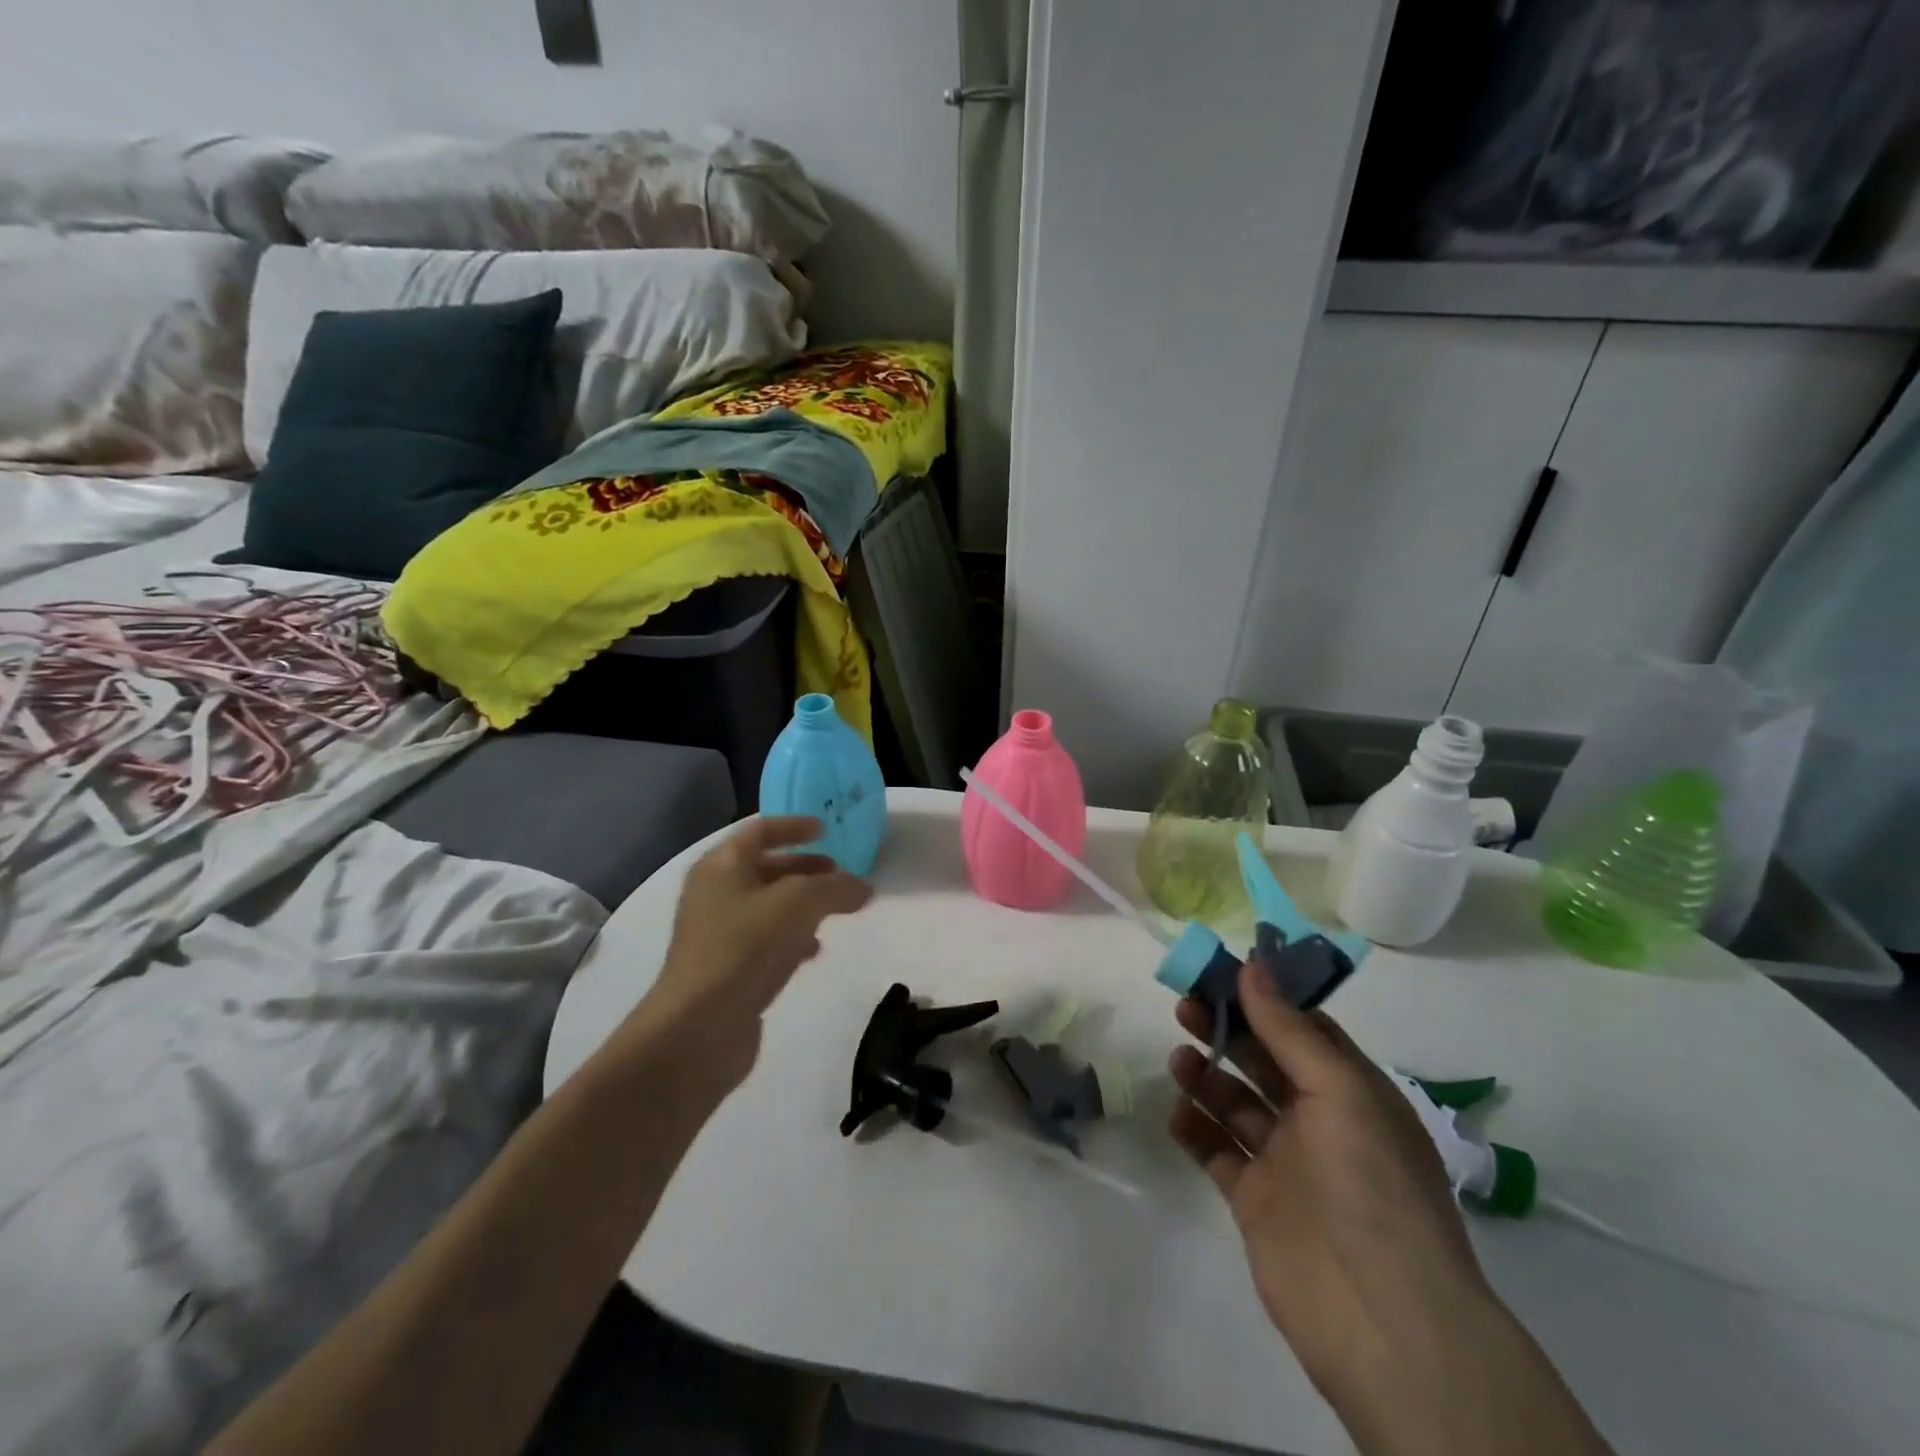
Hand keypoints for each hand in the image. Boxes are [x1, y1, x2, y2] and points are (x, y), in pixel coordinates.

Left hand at [625, 816, 872, 1088]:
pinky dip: (792, 937)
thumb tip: (862, 886)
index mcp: (722, 865)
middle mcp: (715, 892)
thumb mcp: (799, 904)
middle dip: (805, 868)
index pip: (760, 830)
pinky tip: (814, 951)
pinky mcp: (726, 968)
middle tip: (840, 873)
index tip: (826, 830)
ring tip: (836, 911)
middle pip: (765, 868)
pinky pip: (764, 940)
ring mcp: (718, 932)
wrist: (698, 1028)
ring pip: (768, 906)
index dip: (794, 826)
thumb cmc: (745, 947)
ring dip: (803, 904)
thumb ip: (836, 887)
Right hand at [1169, 964, 1613, 1455]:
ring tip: (1179, 1059)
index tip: (1220, 971)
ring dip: (1206, 1076)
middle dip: (1225, 1030)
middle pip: (1262, 1060)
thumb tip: (1253, 965)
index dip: (1263, 998)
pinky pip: (1217, 1151)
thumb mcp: (1338, 1089)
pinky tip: (1177, 1113)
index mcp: (1351, 1091)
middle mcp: (1319, 1121)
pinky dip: (1195, 1129)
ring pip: (1236, 1104)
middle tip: (1183, 1006)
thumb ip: (1288, 1029)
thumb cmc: (1370, 1182)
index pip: (1302, 1029)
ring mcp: (1286, 1162)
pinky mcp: (1256, 1201)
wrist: (1383, 1317)